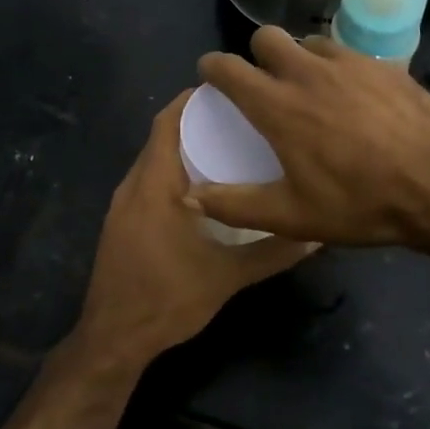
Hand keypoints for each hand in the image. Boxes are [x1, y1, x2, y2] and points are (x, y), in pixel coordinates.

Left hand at [70, 90, 315, 372]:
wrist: (115, 338)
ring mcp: (122, 207)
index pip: (167, 124)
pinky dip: (171, 174)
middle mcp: (133, 187)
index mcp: (155, 186)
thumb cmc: (168, 299)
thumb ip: (272, 253)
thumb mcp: (228, 276)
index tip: (227, 91)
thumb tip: (314, 235)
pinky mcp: (120, 225)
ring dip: (182, 150)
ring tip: (225, 149)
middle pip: (160, 139)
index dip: (192, 101)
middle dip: (194, 124)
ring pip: (153, 163)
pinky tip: (201, 191)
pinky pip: (147, 184)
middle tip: (237, 119)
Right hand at [189, 27, 429, 247]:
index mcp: (278, 106)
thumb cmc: (359, 203)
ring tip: (310, 87)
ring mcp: (349, 63)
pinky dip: (337, 67)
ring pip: (309, 41)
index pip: (228, 68)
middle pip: (267, 36)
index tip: (211, 76)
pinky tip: (352, 96)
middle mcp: (308, 73)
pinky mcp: (383, 65)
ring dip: (299, 58)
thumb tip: (190, 196)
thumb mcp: (291, 216)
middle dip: (256, 53)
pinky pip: (347, 53)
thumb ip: (235, 205)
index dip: (212, 68)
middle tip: (264, 82)